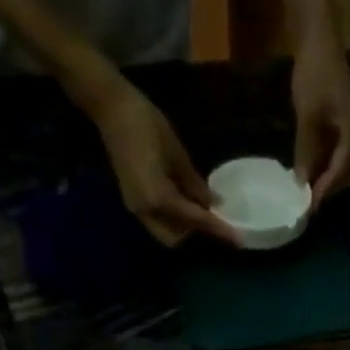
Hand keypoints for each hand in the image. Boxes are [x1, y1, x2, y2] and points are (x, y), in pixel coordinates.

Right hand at [86, 77, 239, 246]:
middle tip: (214, 218)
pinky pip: (157, 219)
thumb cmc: (146, 125)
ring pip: (165, 231)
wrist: (111, 109)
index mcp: (158, 198)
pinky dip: (173, 217)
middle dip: (195, 233)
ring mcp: (135, 207)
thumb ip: (194, 184)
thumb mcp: (177, 155)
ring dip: (184, 226)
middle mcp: (145, 210)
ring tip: (201, 209)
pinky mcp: (133, 200)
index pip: (195, 220)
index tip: (238, 239)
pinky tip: (185, 200)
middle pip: (175, 237)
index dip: (218, 229)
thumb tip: (214, 203)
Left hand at [291, 32, 349, 207]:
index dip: (323, 192)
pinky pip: (338, 150)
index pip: (340, 173)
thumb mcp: (307, 117)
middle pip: (348, 174)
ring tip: (307, 188)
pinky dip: (326, 162)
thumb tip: (301, 183)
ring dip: (328, 177)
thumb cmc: (314, 74)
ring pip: (344, 163)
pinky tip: (309, 166)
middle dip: (330, 189)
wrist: (319, 37)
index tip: (308, 209)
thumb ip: (306, 152)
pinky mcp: (344, 119)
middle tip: (308, 201)